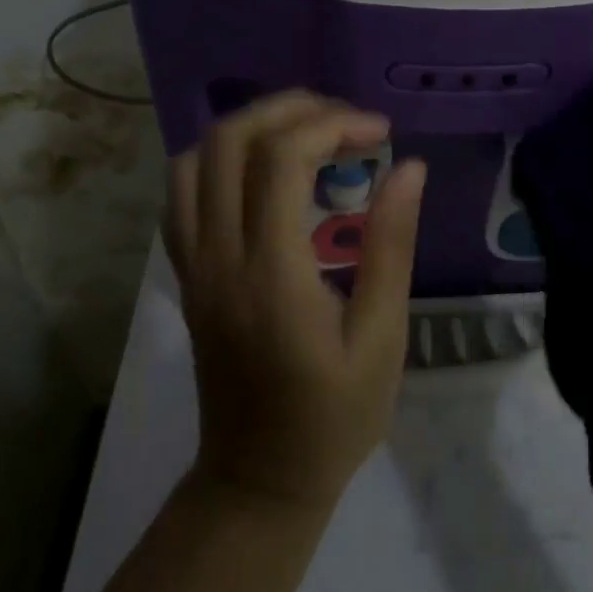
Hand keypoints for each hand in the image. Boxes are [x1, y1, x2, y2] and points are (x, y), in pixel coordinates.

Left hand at [165, 91, 427, 509]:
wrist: (257, 482)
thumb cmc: (332, 417)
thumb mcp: (381, 338)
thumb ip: (391, 246)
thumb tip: (409, 167)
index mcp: (270, 273)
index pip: (281, 159)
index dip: (332, 125)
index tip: (381, 132)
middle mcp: (219, 257)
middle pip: (229, 141)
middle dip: (290, 109)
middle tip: (345, 119)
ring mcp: (192, 264)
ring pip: (195, 159)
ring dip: (251, 127)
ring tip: (307, 133)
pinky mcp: (186, 274)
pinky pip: (183, 193)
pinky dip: (221, 159)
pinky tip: (263, 170)